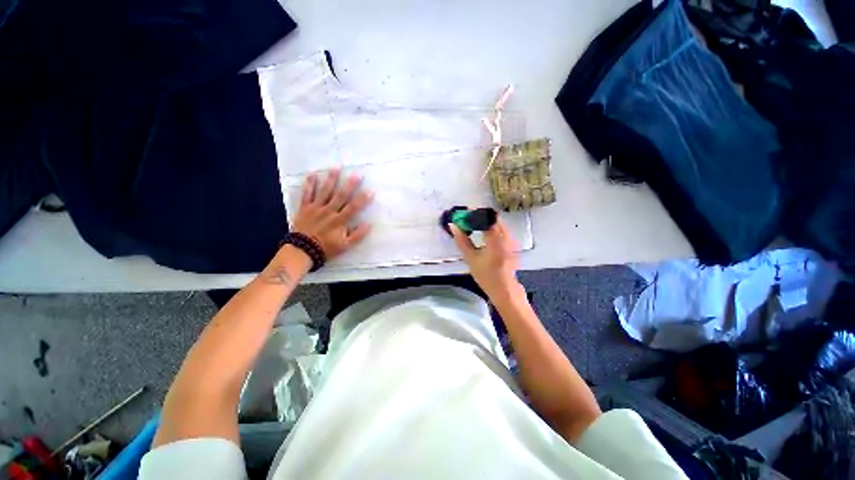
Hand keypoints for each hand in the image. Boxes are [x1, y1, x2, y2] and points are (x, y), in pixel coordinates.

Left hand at [291, 168, 372, 259]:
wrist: (302, 250)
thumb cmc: (326, 248)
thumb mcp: (346, 246)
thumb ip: (358, 235)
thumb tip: (369, 224)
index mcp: (340, 220)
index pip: (354, 207)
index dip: (363, 199)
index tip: (371, 190)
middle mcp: (329, 211)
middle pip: (341, 195)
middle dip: (350, 184)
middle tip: (357, 174)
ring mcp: (316, 208)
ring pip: (325, 191)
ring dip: (331, 179)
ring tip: (337, 167)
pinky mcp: (305, 208)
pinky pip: (307, 194)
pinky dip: (309, 184)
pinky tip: (313, 174)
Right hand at [450, 220, 522, 302]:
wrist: (504, 289)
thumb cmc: (486, 275)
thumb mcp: (471, 258)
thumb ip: (462, 241)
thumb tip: (453, 226)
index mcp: (496, 239)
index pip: (486, 218)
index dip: (475, 213)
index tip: (465, 211)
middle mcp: (506, 236)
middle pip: (493, 219)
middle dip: (480, 216)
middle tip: (467, 218)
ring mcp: (511, 240)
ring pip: (498, 224)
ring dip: (486, 222)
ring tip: (473, 225)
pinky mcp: (512, 244)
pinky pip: (501, 230)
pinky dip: (491, 228)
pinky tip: (483, 233)